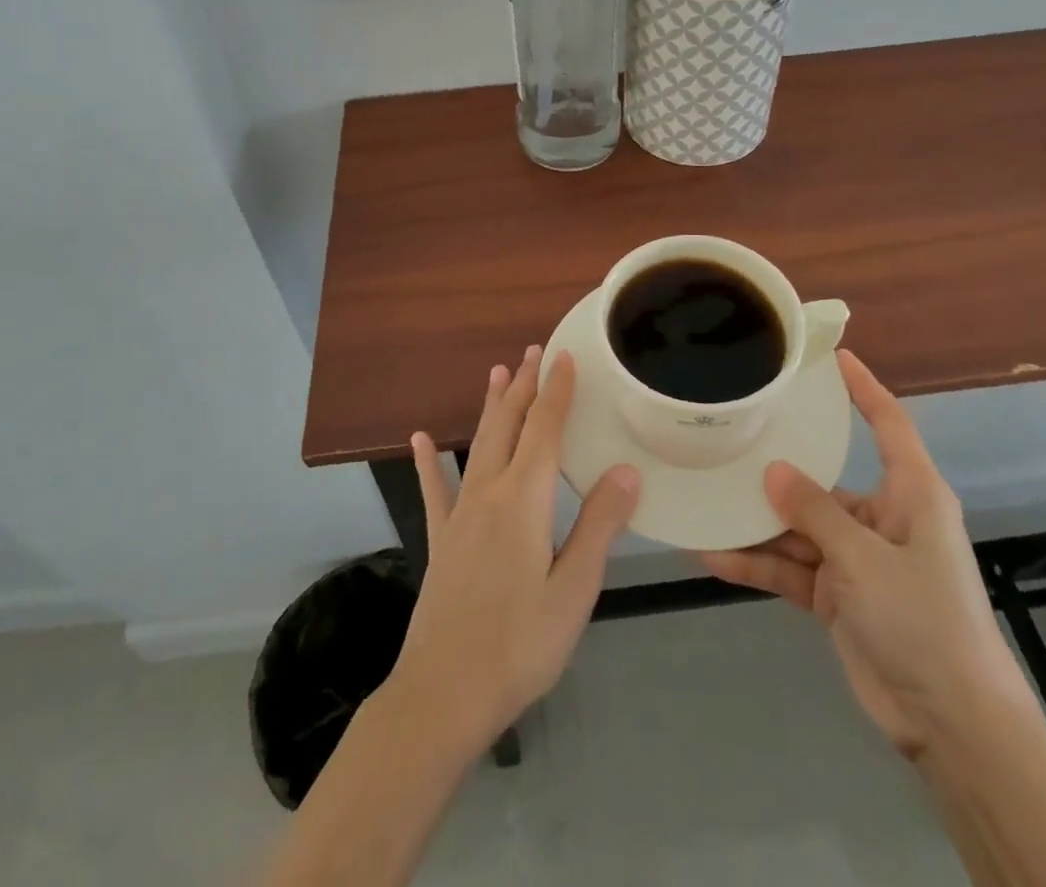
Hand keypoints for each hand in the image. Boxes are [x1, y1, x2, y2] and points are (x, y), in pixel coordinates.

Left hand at [386, 347, 639, 759]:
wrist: (443, 694)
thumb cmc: (519, 644)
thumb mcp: (573, 590)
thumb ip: (598, 526)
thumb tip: (626, 471)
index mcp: (523, 500)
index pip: (544, 430)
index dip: (556, 391)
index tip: (565, 356)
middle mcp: (488, 492)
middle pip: (508, 425)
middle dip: (523, 385)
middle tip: (534, 351)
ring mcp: (459, 514)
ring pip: (477, 445)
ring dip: (490, 406)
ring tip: (497, 372)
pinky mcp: (441, 539)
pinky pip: (434, 489)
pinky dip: (429, 461)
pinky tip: (419, 439)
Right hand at [699, 350, 1029, 760]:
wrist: (953, 725)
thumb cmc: (924, 621)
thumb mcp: (865, 559)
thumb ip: (815, 512)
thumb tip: (772, 471)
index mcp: (910, 495)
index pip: (888, 424)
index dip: (864, 388)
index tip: (832, 356)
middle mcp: (883, 518)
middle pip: (823, 480)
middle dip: (778, 469)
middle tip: (730, 437)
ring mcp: (858, 559)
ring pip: (799, 528)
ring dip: (756, 525)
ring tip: (705, 502)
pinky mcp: (838, 595)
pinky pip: (791, 568)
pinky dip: (757, 565)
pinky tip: (713, 556)